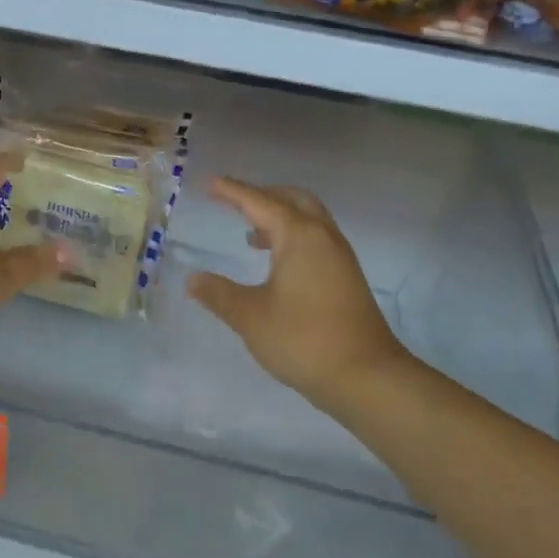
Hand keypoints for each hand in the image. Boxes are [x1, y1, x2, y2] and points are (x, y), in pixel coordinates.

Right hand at [188, 178, 407, 411]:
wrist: (365, 375)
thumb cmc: (302, 339)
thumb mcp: (250, 316)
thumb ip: (219, 294)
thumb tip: (193, 280)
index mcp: (298, 236)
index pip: (259, 202)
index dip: (232, 191)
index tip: (209, 183)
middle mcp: (323, 236)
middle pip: (292, 199)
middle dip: (262, 195)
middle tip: (233, 203)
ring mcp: (339, 256)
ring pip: (309, 218)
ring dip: (279, 217)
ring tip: (250, 234)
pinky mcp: (346, 277)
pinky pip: (316, 239)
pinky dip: (293, 237)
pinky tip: (276, 264)